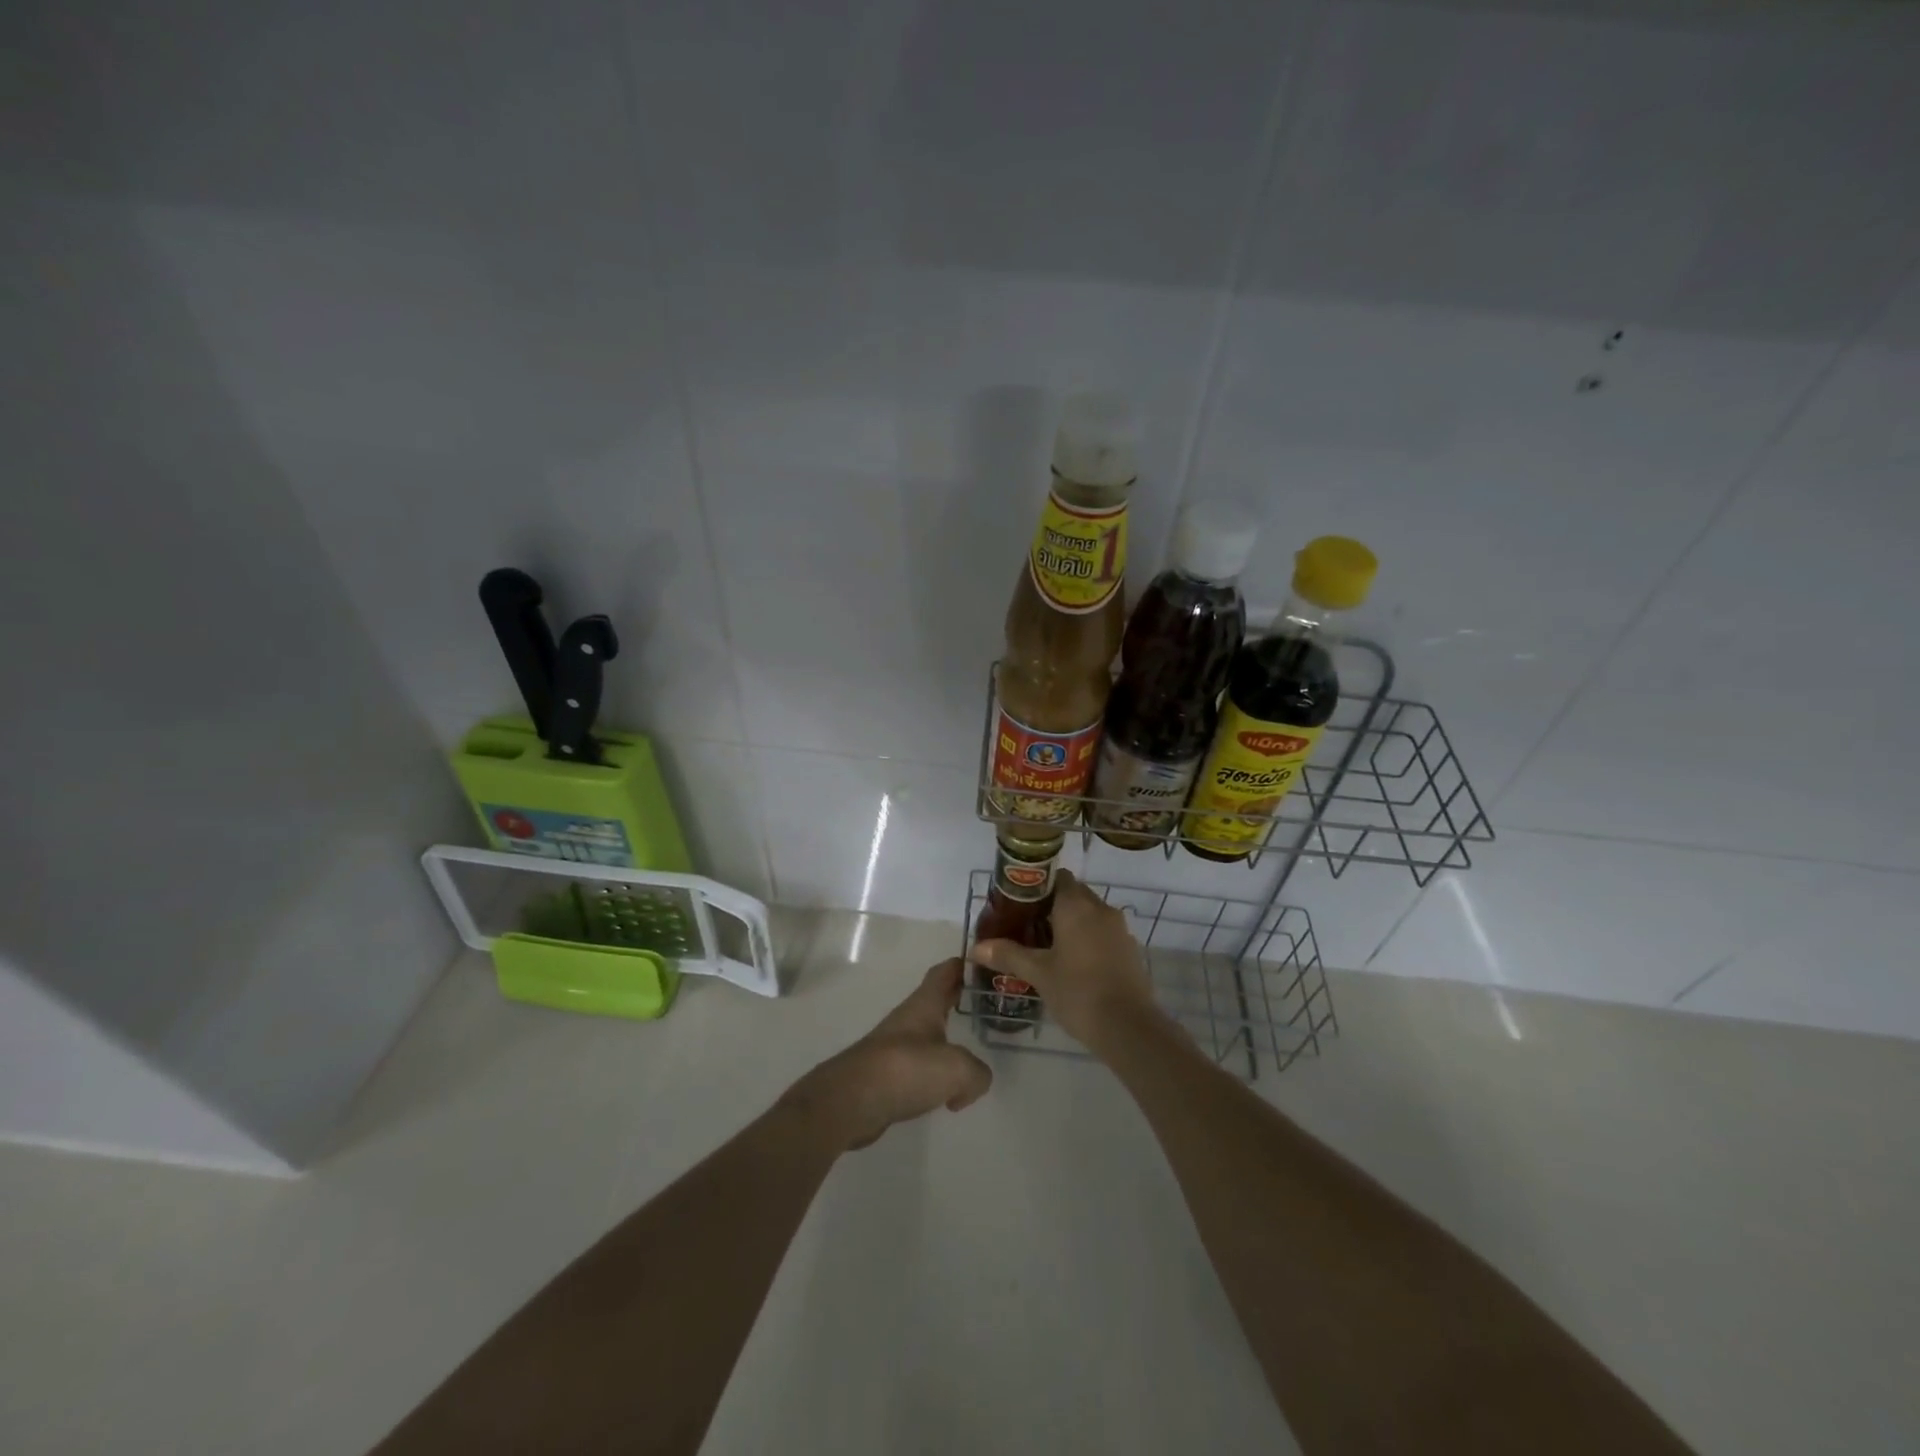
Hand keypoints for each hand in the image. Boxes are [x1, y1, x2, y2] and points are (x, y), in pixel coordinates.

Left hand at [783, 959, 993, 1150]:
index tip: (985, 965)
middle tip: (987, 1007)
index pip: (946, 971)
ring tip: (972, 1055)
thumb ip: (977, 1073)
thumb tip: (973, 1083)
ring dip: (948, 1041)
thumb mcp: (957, 1069)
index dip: (964, 964)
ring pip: (929, 1035)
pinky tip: (947, 1097)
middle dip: (960, 1000)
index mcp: (925, 1004)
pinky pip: (919, 1068)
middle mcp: (909, 1018)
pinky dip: (935, 1077)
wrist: (851, 1101)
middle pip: (938, 1000)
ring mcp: (895, 1046)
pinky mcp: (887, 1074)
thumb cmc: (906, 1069)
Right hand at [967, 871, 1157, 1048]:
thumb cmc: (1078, 992)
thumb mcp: (1038, 973)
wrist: (1129, 1027)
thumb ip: (1008, 955)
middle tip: (1026, 928)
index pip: (1057, 876)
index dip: (1037, 886)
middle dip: (1050, 907)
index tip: (1019, 904)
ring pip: (1089, 915)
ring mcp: (1119, 929)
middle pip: (1073, 894)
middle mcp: (1101, 909)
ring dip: (1070, 925)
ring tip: (1045, 948)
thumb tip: (975, 948)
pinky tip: (1072, 965)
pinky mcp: (1129, 949)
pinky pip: (1102, 933)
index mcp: (1077, 905)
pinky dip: (1087, 940)